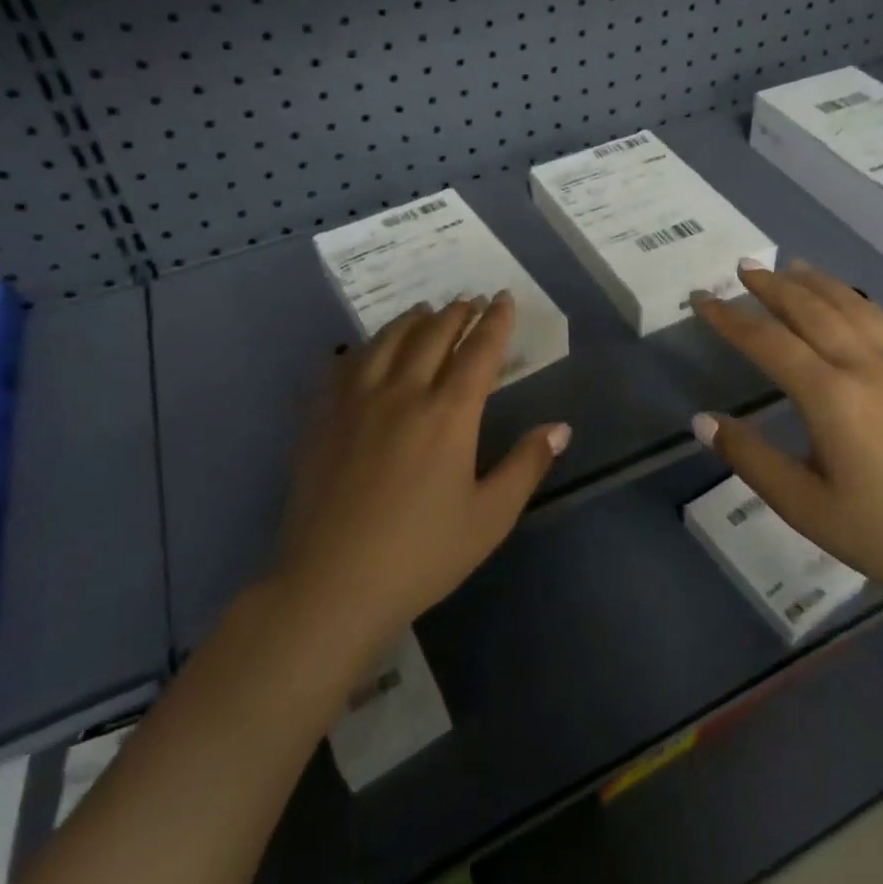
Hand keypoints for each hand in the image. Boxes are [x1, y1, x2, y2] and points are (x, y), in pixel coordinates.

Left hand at [275, 292, 570, 645]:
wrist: (332, 584)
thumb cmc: (421, 554)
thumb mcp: (489, 517)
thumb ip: (526, 465)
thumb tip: (560, 427)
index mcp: (448, 413)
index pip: (479, 350)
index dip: (495, 321)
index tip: (502, 298)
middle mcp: (403, 392)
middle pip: (433, 335)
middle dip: (456, 313)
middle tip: (469, 301)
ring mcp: (356, 401)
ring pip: (386, 341)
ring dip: (411, 320)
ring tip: (423, 311)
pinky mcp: (322, 418)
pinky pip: (343, 365)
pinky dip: (362, 347)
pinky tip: (365, 350)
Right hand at [690, 260, 882, 611]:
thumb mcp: (808, 508)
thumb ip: (752, 460)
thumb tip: (703, 420)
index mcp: (831, 396)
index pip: (768, 342)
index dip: (730, 318)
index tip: (701, 299)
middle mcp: (866, 365)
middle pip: (810, 309)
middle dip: (772, 285)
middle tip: (743, 267)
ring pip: (851, 305)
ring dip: (815, 282)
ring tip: (790, 267)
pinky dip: (856, 298)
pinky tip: (850, 299)